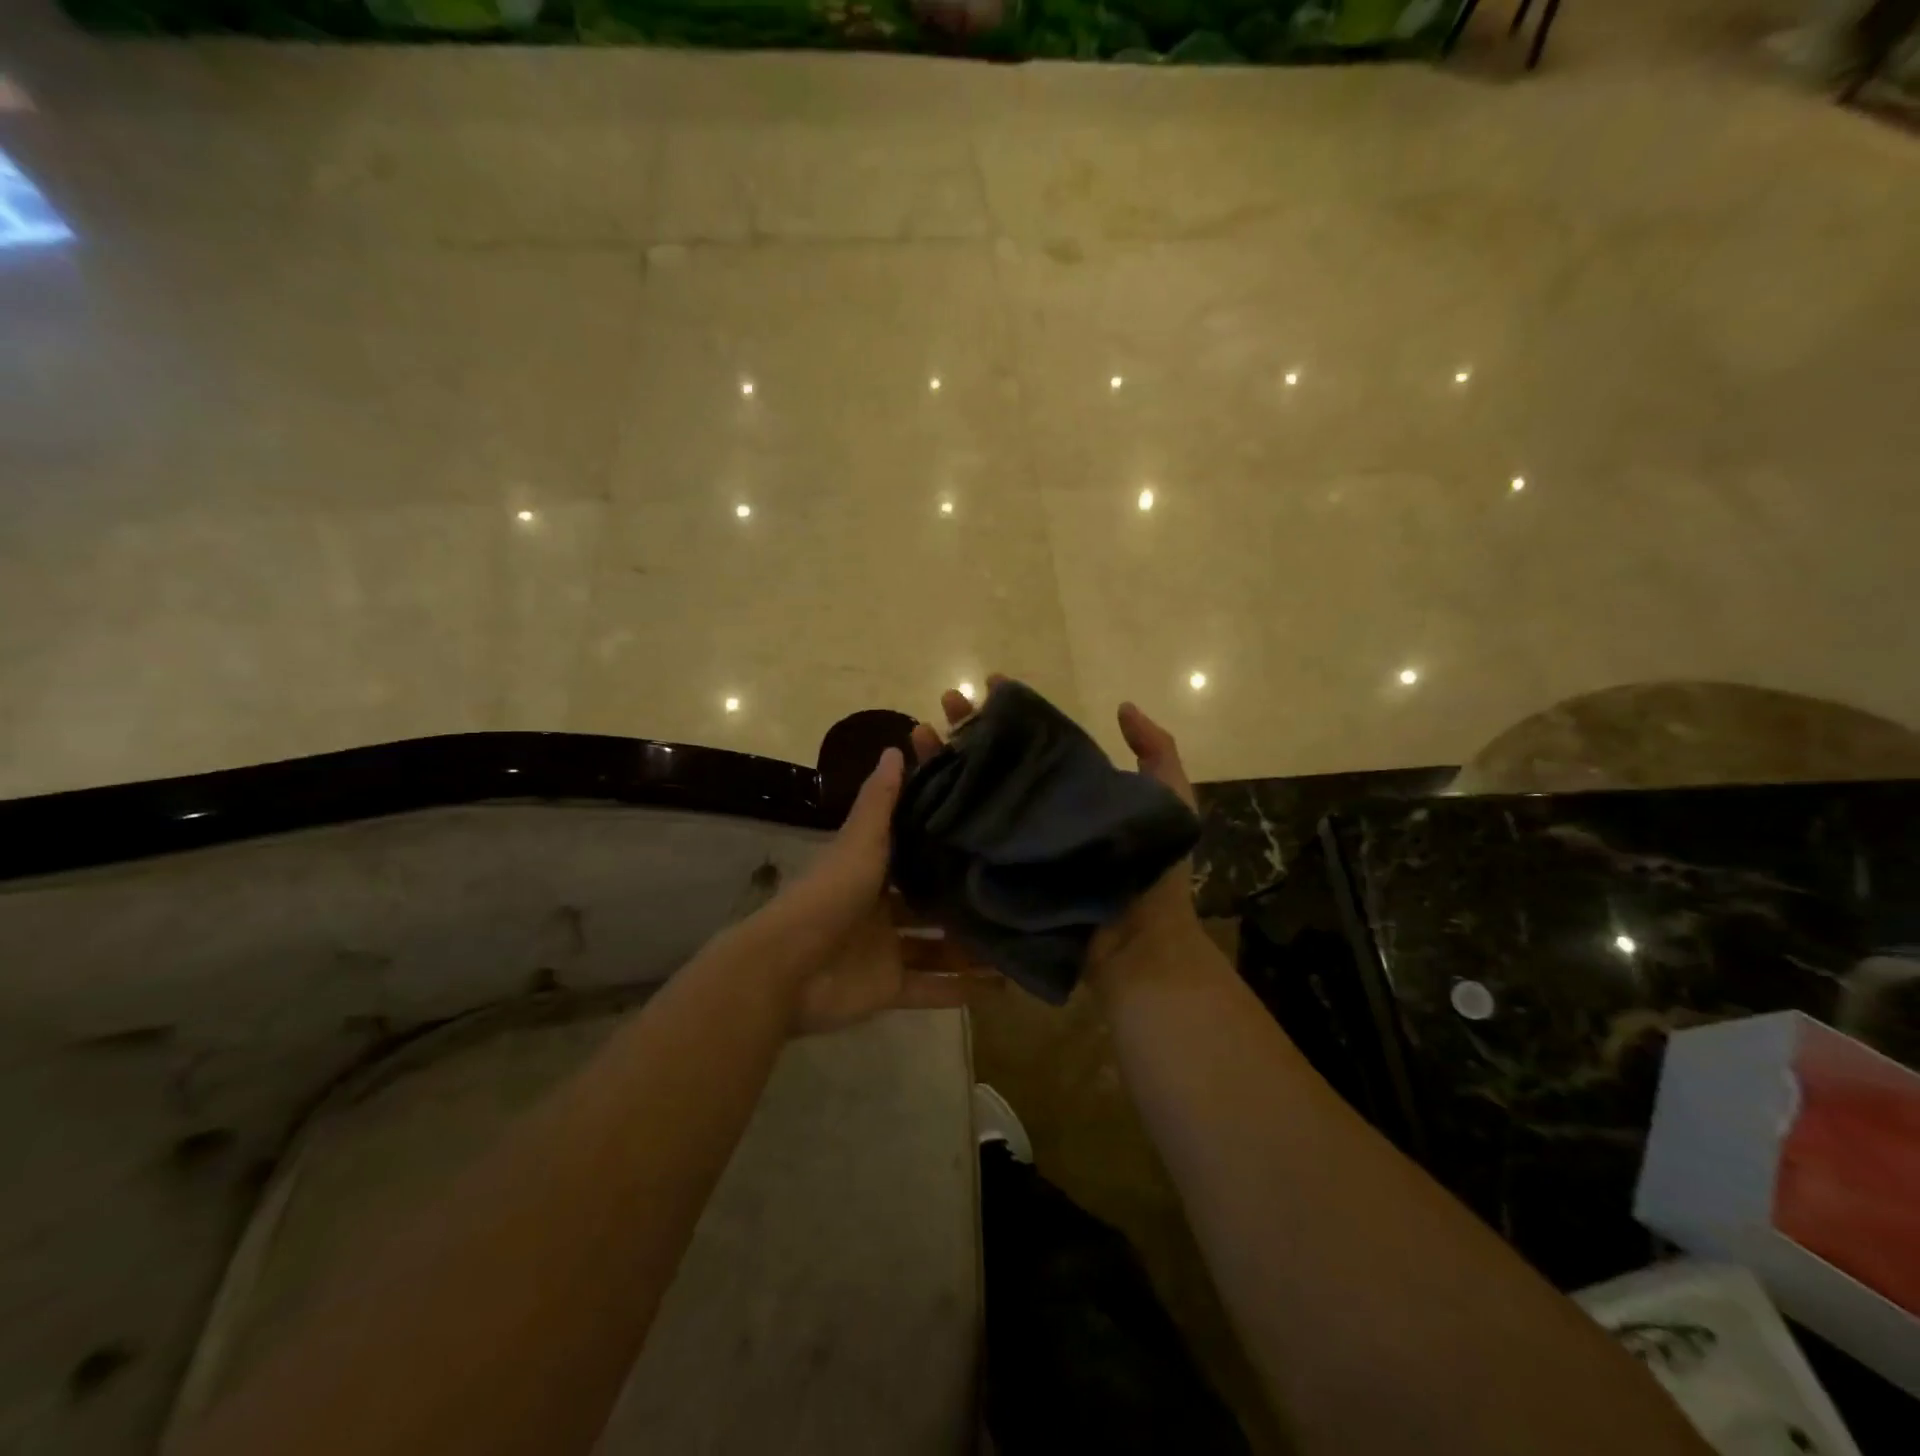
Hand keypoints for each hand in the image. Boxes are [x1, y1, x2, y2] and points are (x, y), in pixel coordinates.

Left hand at [760, 746, 991, 1035]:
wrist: (788, 968)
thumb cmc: (830, 895)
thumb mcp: (861, 841)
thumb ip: (881, 801)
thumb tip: (896, 746)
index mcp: (872, 872)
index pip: (913, 852)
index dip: (944, 842)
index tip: (985, 830)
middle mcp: (882, 909)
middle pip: (930, 903)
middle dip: (964, 899)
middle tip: (1014, 889)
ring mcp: (886, 951)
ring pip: (938, 947)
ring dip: (971, 947)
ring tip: (1021, 937)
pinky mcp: (890, 988)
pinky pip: (933, 989)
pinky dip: (963, 991)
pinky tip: (1004, 986)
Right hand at [909, 678, 1203, 997]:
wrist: (1137, 948)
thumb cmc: (1154, 876)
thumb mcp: (1171, 802)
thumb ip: (1157, 753)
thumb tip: (1124, 706)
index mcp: (1066, 795)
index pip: (1031, 745)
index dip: (1010, 714)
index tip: (990, 683)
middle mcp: (1032, 816)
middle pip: (992, 765)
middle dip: (967, 731)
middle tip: (946, 700)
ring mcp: (1008, 848)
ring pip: (966, 798)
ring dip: (941, 764)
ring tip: (918, 733)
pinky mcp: (989, 879)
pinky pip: (953, 846)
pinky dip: (929, 820)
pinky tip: (909, 791)